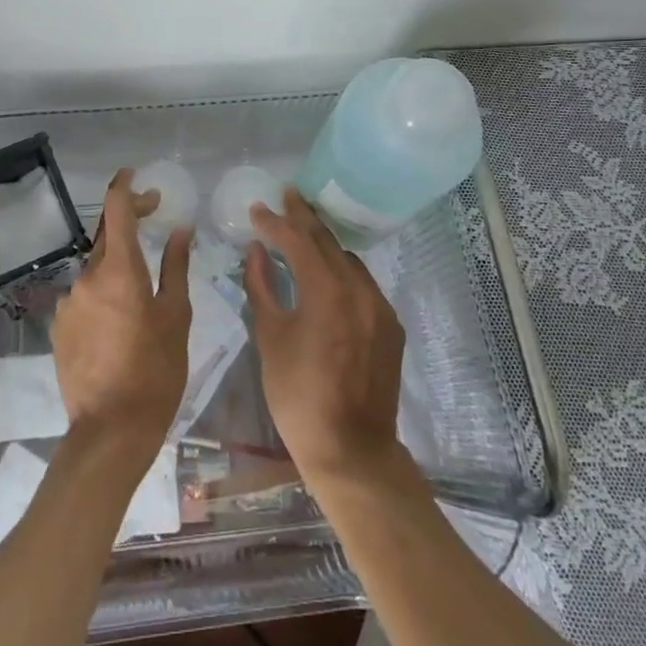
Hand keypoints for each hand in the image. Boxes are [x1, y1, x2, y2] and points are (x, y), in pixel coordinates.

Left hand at [51, 169, 192, 465]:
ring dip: (117, 268)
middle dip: (129, 225)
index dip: (124, 187)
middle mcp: (87, 278)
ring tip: (142, 294)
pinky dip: (103, 295)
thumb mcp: (176, 316)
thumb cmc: (156, 371)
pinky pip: (85, 297)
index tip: (135, 174)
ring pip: (96, 271)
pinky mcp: (59, 327)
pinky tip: (120, 323)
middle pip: (106, 239)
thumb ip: (176, 266)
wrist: (110, 431)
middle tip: (155, 221)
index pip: (116, 210)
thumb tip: (180, 229)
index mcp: (119, 270)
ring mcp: (69, 303)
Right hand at [243, 188, 407, 487]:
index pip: (298, 241)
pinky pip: (363, 284)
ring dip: (324, 244)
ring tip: (303, 232)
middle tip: (287, 195)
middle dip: (304, 217)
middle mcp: (359, 289)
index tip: (257, 208)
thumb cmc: (298, 397)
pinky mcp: (390, 326)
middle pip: (328, 242)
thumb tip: (256, 251)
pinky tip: (327, 275)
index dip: (275, 222)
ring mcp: (380, 307)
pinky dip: (342, 271)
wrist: (352, 450)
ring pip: (348, 260)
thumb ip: (262, 287)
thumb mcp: (270, 338)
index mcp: (326, 291)